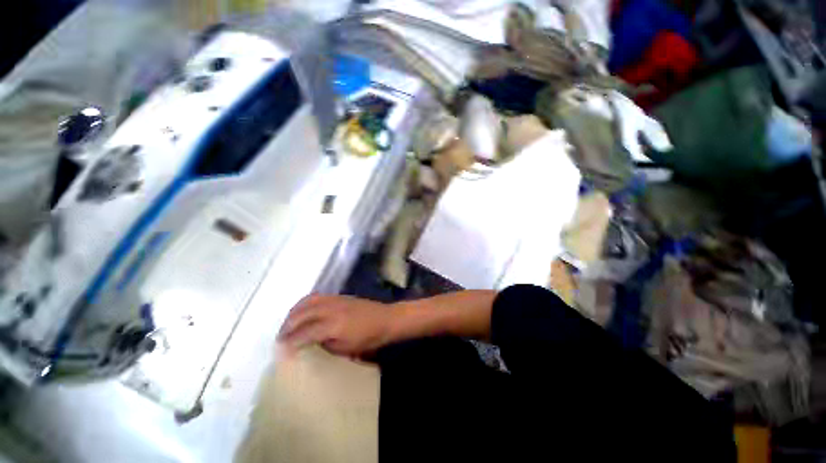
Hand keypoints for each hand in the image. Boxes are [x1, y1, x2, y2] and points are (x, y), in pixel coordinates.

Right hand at [278, 295, 396, 356]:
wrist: (387, 319)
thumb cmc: (371, 338)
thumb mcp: (348, 349)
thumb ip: (326, 346)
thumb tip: (310, 344)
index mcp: (334, 326)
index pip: (305, 333)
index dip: (290, 342)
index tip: (279, 350)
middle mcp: (332, 309)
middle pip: (302, 314)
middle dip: (288, 325)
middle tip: (280, 338)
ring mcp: (336, 300)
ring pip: (308, 302)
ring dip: (294, 312)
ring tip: (288, 324)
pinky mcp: (340, 296)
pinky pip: (318, 296)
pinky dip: (306, 303)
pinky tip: (303, 311)